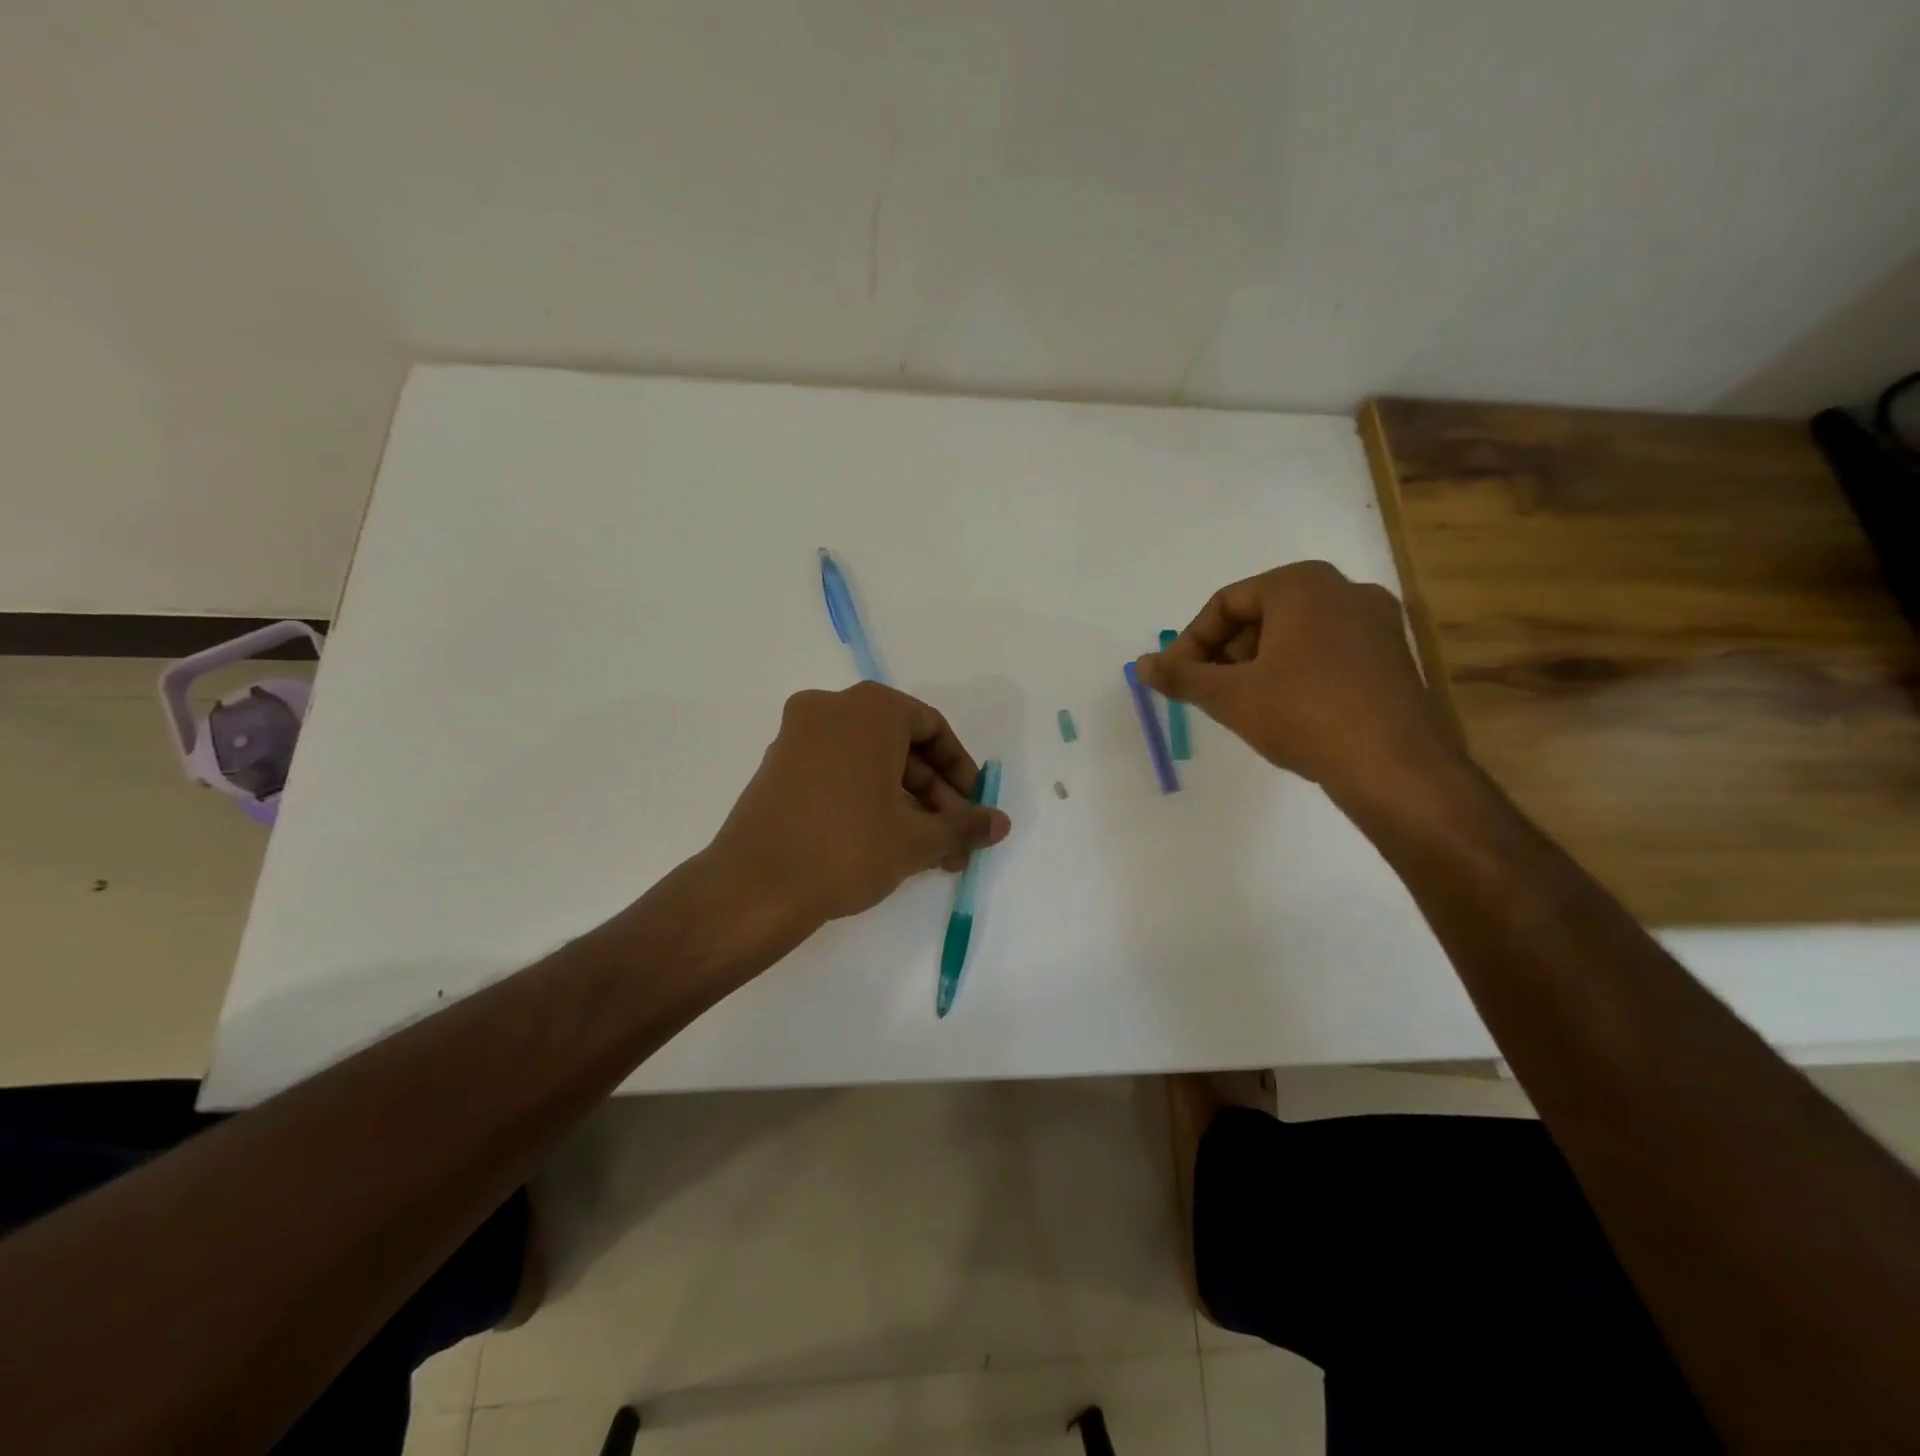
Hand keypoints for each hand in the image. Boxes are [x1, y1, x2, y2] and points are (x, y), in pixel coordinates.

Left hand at [706, 682, 1011, 927]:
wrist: (754, 889)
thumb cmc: (847, 848)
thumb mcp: (917, 839)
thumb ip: (965, 826)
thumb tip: (1001, 824)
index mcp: (869, 709)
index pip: (932, 727)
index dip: (960, 770)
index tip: (971, 809)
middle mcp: (830, 709)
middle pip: (901, 747)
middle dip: (935, 798)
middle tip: (953, 843)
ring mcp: (797, 738)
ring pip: (870, 764)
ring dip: (906, 806)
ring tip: (928, 856)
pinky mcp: (777, 768)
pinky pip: (838, 774)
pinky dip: (869, 801)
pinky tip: (887, 847)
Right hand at [1136, 561, 1457, 800]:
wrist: (1395, 766)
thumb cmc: (1303, 715)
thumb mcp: (1230, 696)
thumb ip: (1182, 676)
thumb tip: (1141, 664)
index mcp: (1302, 585)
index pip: (1226, 603)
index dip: (1192, 642)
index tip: (1177, 678)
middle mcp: (1344, 589)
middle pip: (1261, 615)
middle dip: (1226, 654)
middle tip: (1208, 693)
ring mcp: (1377, 622)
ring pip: (1295, 635)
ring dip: (1258, 666)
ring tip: (1243, 706)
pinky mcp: (1393, 656)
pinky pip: (1327, 652)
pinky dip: (1295, 673)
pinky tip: (1286, 712)